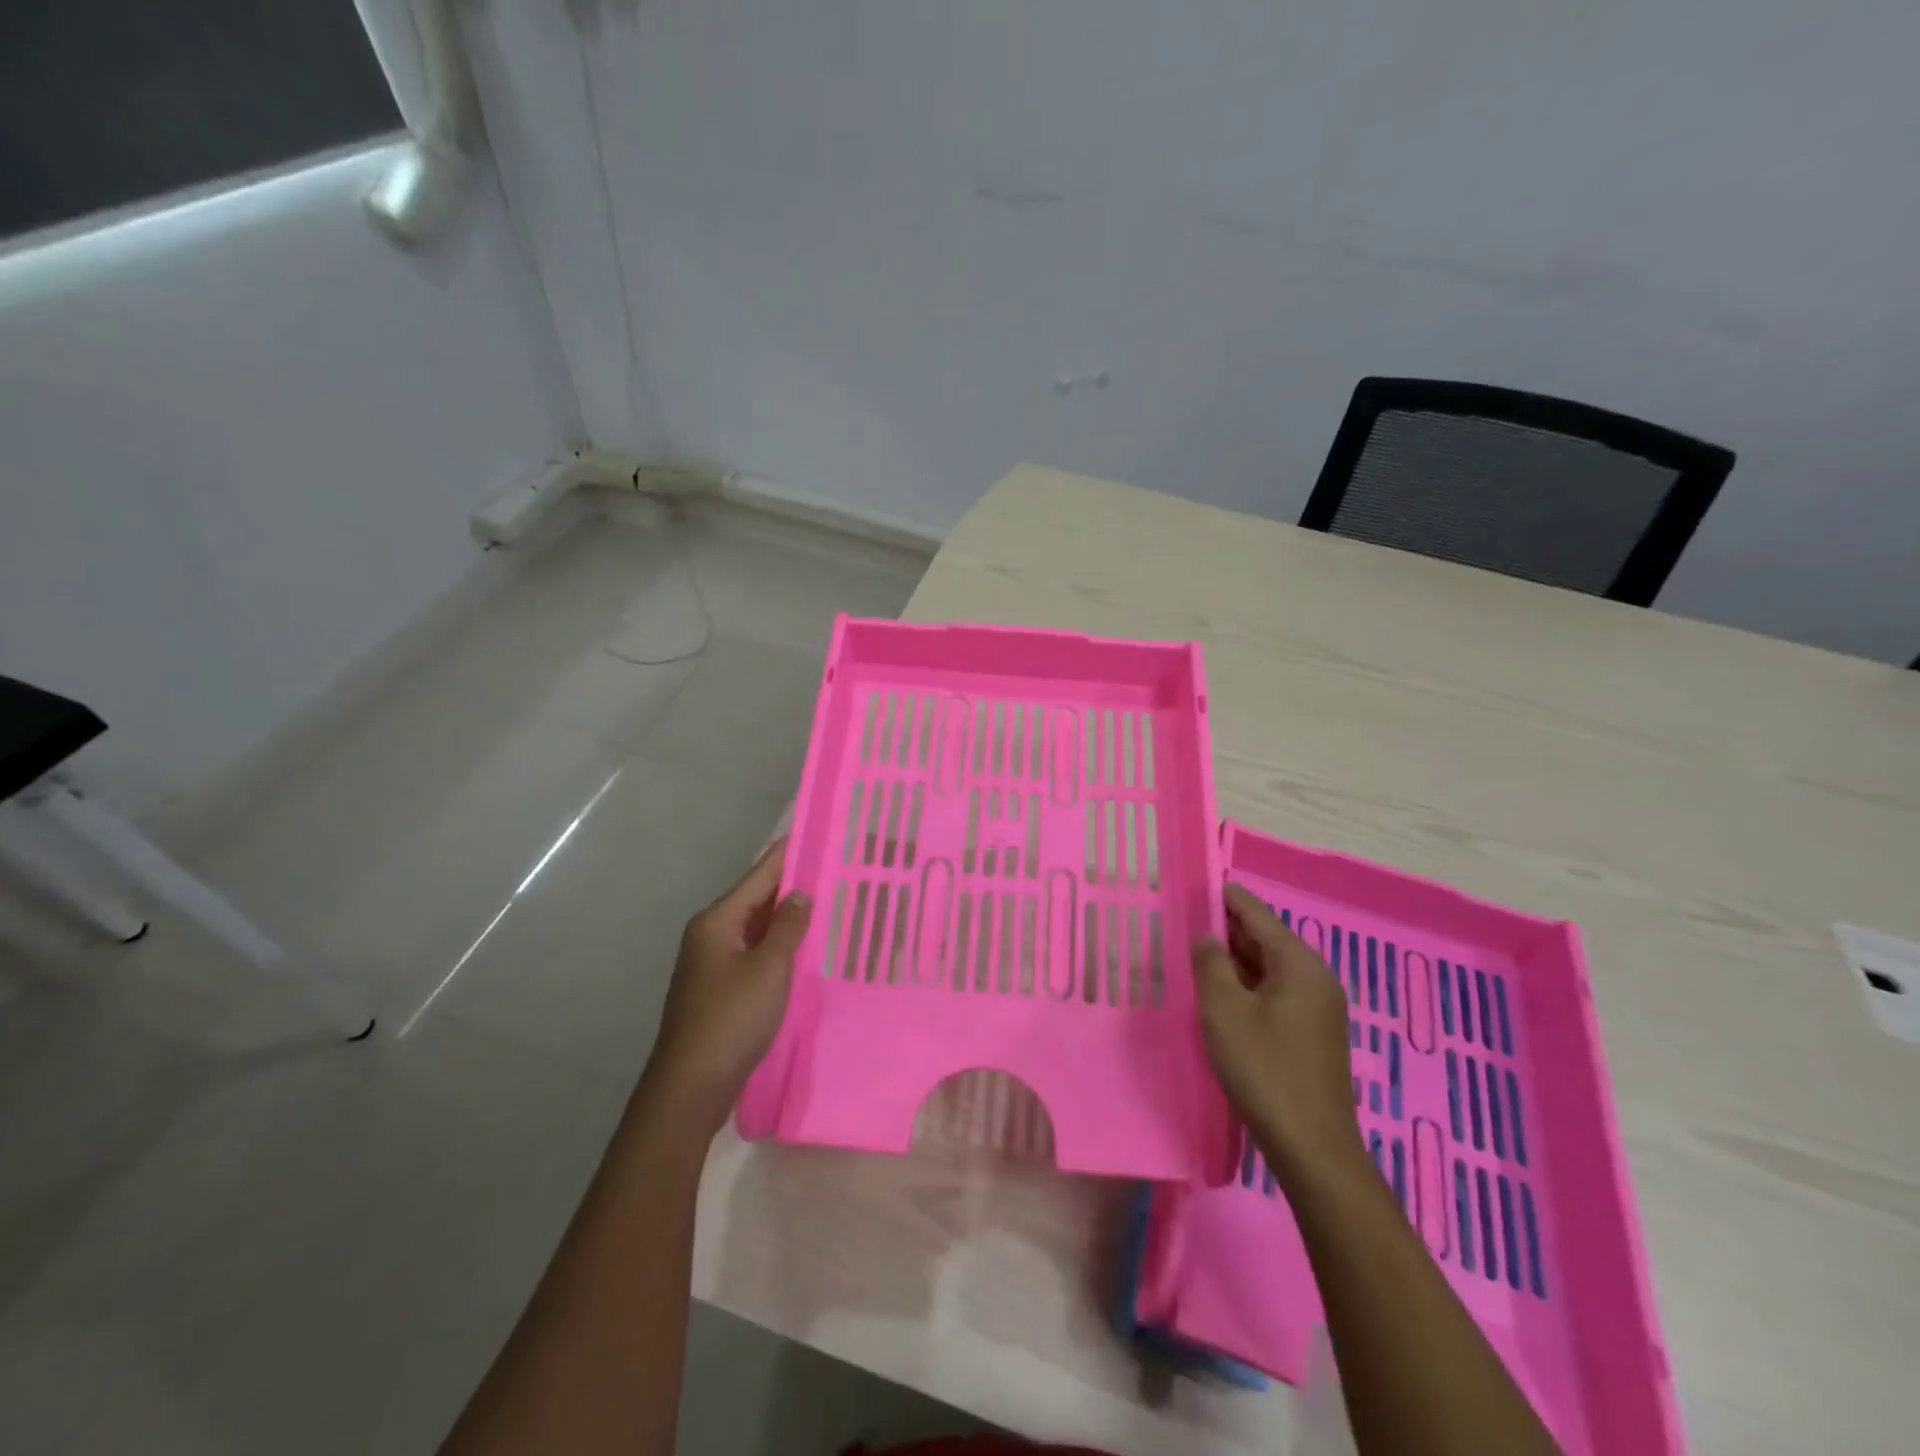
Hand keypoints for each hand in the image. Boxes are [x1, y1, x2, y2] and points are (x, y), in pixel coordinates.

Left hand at [644, 837, 811, 1130]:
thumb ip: (788, 927)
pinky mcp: (722, 989)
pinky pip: (756, 953)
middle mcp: (712, 935)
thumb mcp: (768, 968)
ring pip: (758, 928)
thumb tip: (801, 893)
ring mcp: (714, 963)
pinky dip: (781, 946)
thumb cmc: (731, 1019)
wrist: (691, 1086)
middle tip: (835, 870)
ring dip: (789, 918)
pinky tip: (807, 948)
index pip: (759, 875)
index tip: (817, 834)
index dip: (789, 854)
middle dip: (794, 886)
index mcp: (717, 921)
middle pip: (757, 899)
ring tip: (830, 903)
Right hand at [1194, 883, 1362, 1186]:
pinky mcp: (1312, 1034)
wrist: (1312, 1147)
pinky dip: (1247, 986)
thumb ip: (1211, 964)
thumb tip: (1207, 938)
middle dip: (1227, 929)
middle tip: (1185, 921)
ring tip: (1195, 955)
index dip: (1226, 897)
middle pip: (1266, 939)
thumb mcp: (1224, 1010)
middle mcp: (1315, 978)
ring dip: (1235, 961)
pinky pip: (1275, 993)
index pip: (1257, 914)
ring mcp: (1317, 1008)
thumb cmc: (1264, 1069)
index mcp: (1299, 963)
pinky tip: (1220, 996)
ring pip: (1269, 969)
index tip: (1196, 884)